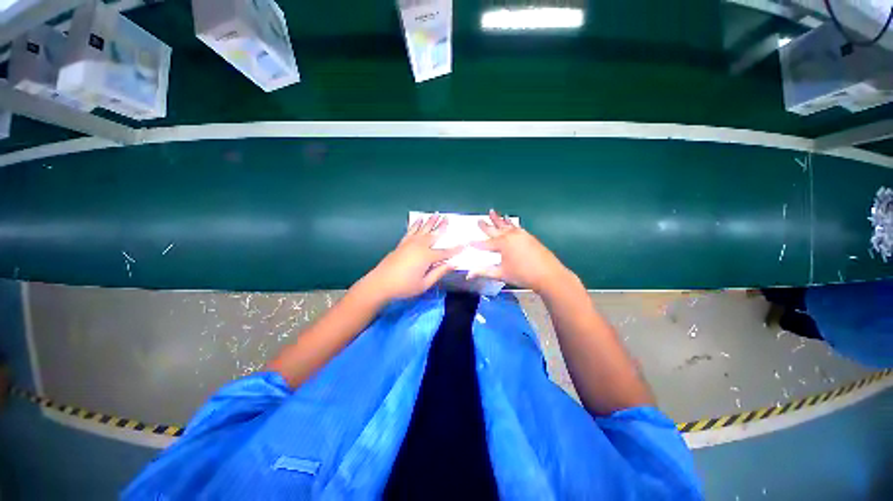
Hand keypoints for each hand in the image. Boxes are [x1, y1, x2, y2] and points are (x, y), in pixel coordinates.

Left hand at [360, 214, 460, 302]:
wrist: (380, 283)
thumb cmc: (404, 286)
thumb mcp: (424, 283)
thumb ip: (439, 272)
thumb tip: (453, 264)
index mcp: (427, 256)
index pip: (445, 252)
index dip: (456, 249)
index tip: (465, 244)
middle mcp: (419, 246)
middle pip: (433, 234)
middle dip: (441, 226)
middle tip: (448, 217)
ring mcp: (409, 243)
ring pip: (423, 229)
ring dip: (430, 221)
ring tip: (436, 213)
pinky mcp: (402, 244)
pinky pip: (411, 231)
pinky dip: (416, 224)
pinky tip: (419, 220)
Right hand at [469, 210, 573, 293]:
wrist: (548, 274)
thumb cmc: (522, 275)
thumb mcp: (501, 274)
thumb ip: (484, 271)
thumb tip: (469, 274)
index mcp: (502, 244)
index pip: (485, 243)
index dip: (476, 244)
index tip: (468, 242)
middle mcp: (510, 236)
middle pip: (495, 229)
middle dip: (486, 225)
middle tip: (479, 219)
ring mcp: (521, 234)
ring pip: (506, 225)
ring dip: (498, 219)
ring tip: (492, 212)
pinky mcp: (529, 236)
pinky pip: (516, 227)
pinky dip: (510, 223)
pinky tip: (510, 222)